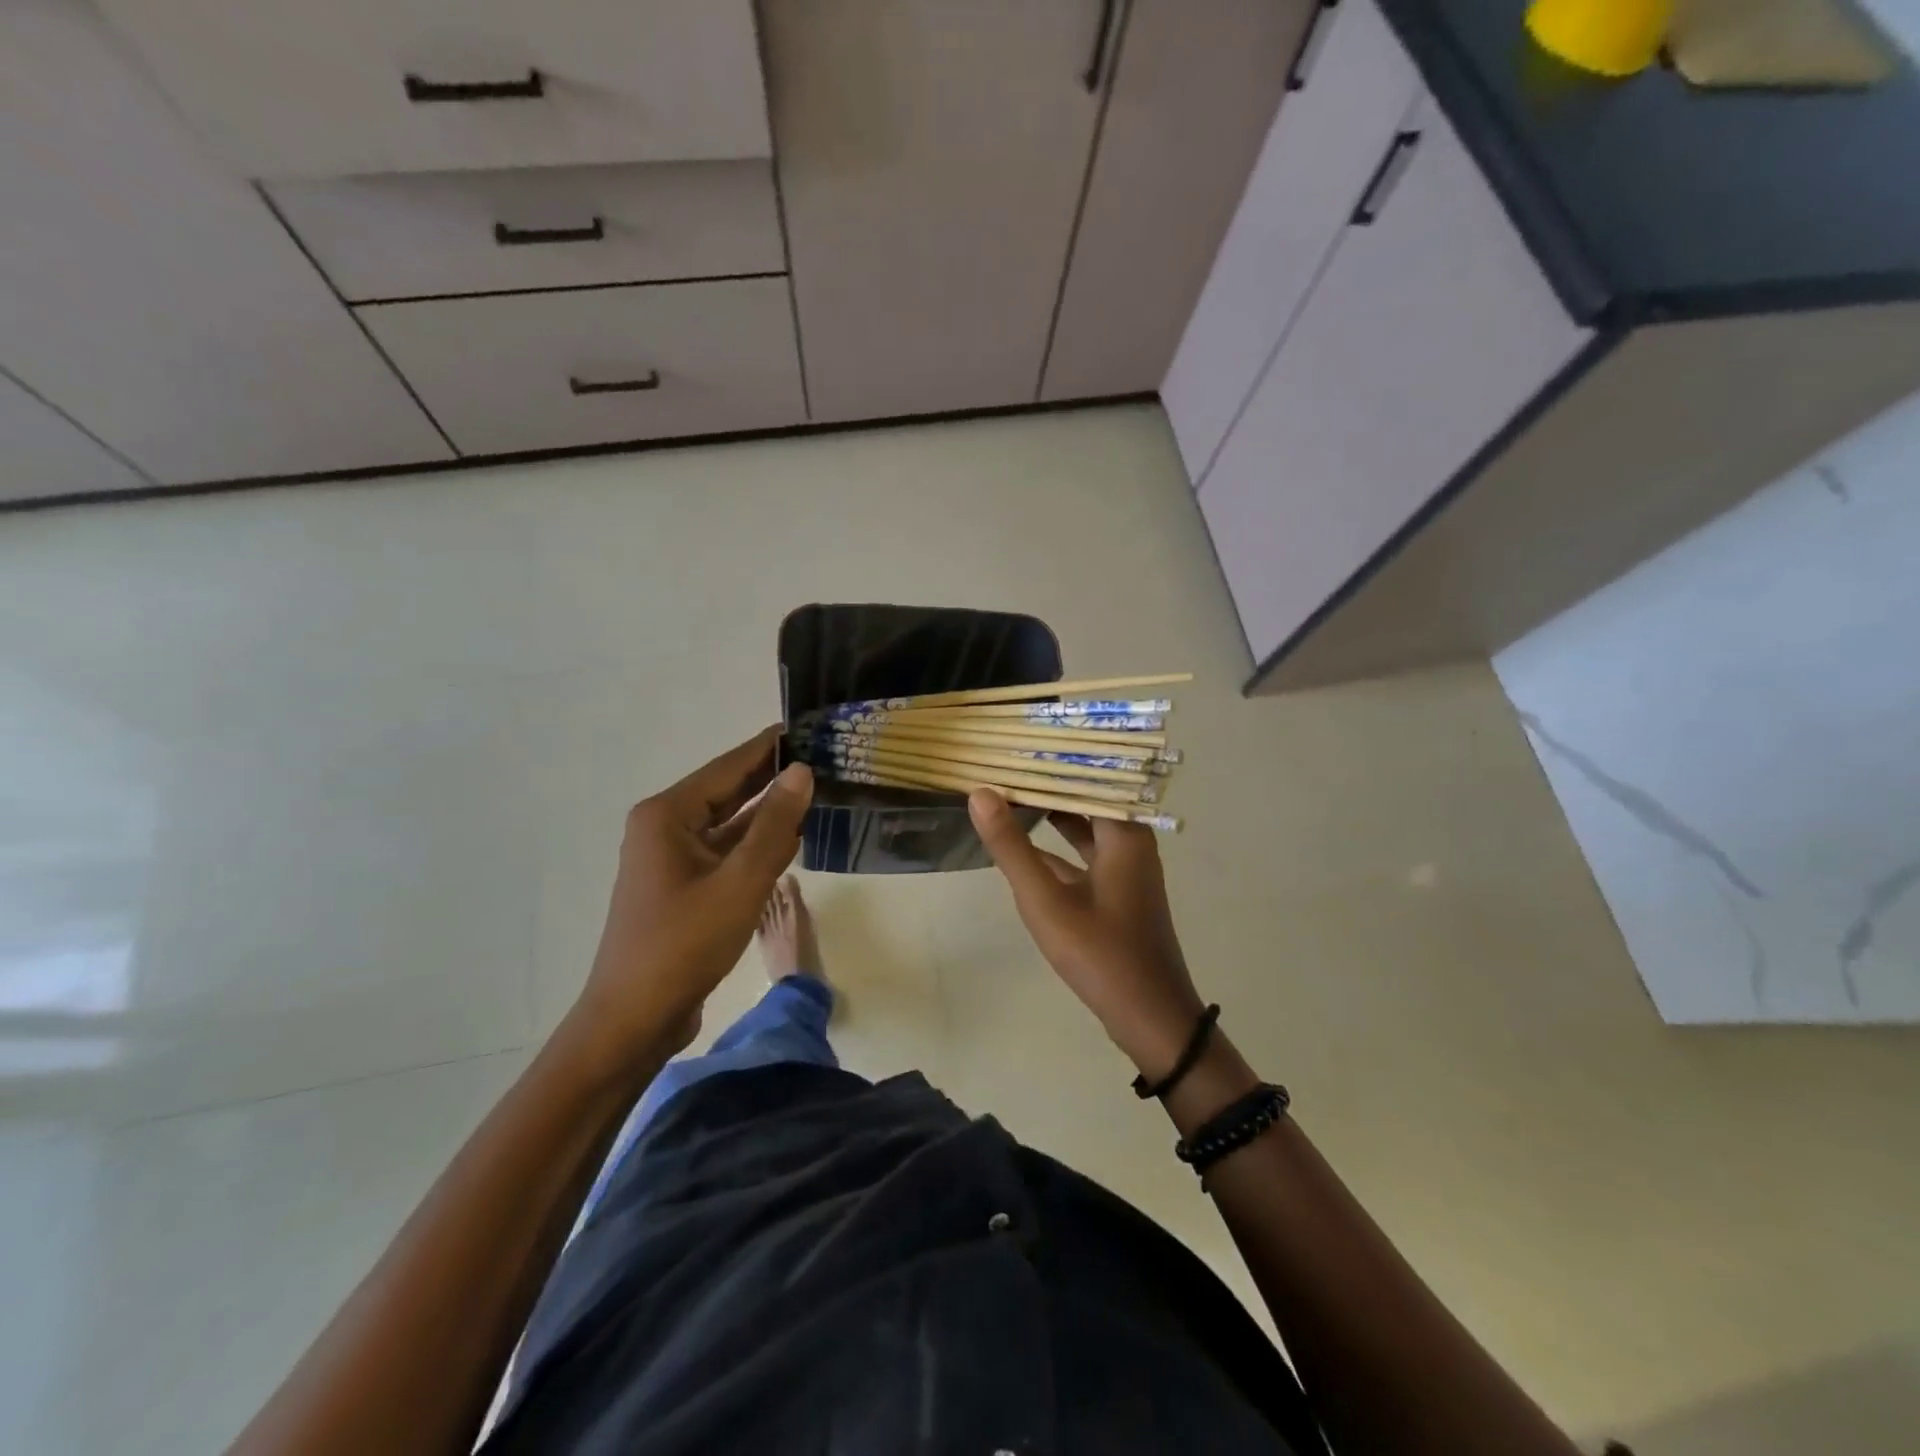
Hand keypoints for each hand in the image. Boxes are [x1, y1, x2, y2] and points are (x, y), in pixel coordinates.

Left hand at [570, 727, 813, 1068]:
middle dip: (773, 778)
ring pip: (730, 825)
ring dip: (768, 814)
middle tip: (822, 759)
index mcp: (668, 815)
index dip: (769, 747)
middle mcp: (666, 828)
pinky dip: (756, 847)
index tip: (806, 726)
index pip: (728, 767)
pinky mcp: (683, 887)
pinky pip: (726, 854)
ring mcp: (673, 860)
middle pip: (728, 792)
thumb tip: (801, 771)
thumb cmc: (683, 944)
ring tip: (817, 794)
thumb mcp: (739, 882)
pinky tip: (792, 841)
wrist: (634, 1019)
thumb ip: (774, 825)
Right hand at [968, 789, 1204, 1079]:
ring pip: (1083, 826)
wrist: (1149, 1017)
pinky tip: (1023, 845)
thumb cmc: (1100, 953)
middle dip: (1044, 782)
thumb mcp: (1046, 900)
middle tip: (1000, 765)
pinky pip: (1084, 853)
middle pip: (1084, 797)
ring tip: (1005, 794)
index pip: (1084, 776)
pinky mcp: (1117, 891)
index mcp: (1123, 832)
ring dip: (1049, 813)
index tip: (1009, 747)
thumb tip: (980, 793)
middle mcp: (1129, 840)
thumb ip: (1012, 846)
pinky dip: (1056, 845)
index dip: (1046, 760)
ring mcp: (1125, 867)